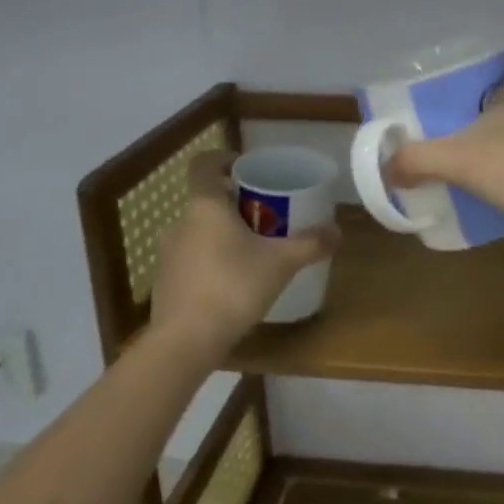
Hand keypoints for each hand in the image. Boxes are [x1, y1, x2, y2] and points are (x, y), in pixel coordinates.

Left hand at [151, 150, 338, 359]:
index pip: (204, 164)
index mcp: (206, 206)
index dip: (224, 159)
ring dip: (223, 234)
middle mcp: (181, 223)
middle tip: (267, 216)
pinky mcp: (165, 283)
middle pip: (208, 200)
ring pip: (200, 231)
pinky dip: (211, 261)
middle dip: (236, 204)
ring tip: (253, 252)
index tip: (247, 169)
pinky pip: (192, 259)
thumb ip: (310, 244)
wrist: (184, 344)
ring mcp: (168, 254)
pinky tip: (233, 284)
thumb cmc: (233, 287)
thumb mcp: (281, 263)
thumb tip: (337, 231)